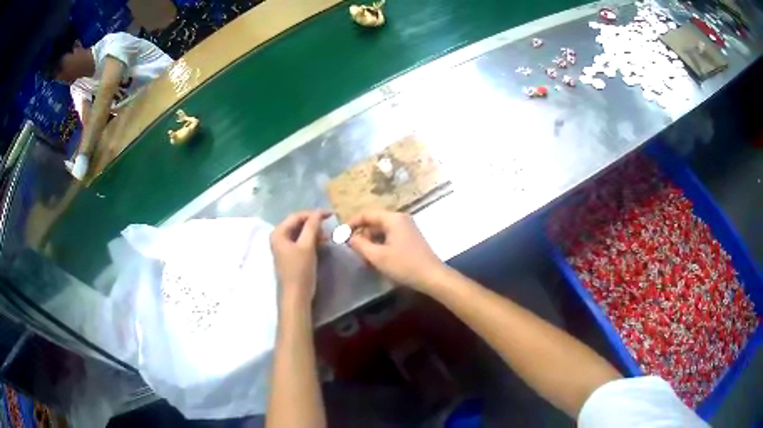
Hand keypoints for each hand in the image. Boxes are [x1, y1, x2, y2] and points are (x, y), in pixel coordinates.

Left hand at [270, 210, 328, 307]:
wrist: (296, 296)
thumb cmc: (300, 270)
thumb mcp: (307, 246)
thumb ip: (312, 227)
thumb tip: (318, 212)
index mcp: (279, 233)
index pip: (297, 216)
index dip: (314, 214)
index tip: (331, 214)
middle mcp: (278, 237)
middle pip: (297, 223)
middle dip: (314, 223)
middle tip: (329, 227)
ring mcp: (283, 247)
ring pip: (300, 233)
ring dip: (314, 232)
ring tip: (327, 237)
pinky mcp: (290, 255)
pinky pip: (300, 242)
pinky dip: (311, 240)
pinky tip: (321, 243)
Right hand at [347, 209, 443, 292]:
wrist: (432, 277)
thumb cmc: (405, 265)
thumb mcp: (378, 256)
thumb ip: (360, 245)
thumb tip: (349, 238)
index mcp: (393, 219)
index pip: (367, 214)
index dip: (351, 223)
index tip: (340, 235)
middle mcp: (400, 219)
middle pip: (374, 222)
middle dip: (361, 235)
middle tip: (352, 250)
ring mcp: (407, 228)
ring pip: (381, 231)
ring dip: (370, 242)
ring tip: (363, 258)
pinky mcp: (410, 239)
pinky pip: (389, 237)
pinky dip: (380, 246)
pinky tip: (376, 260)